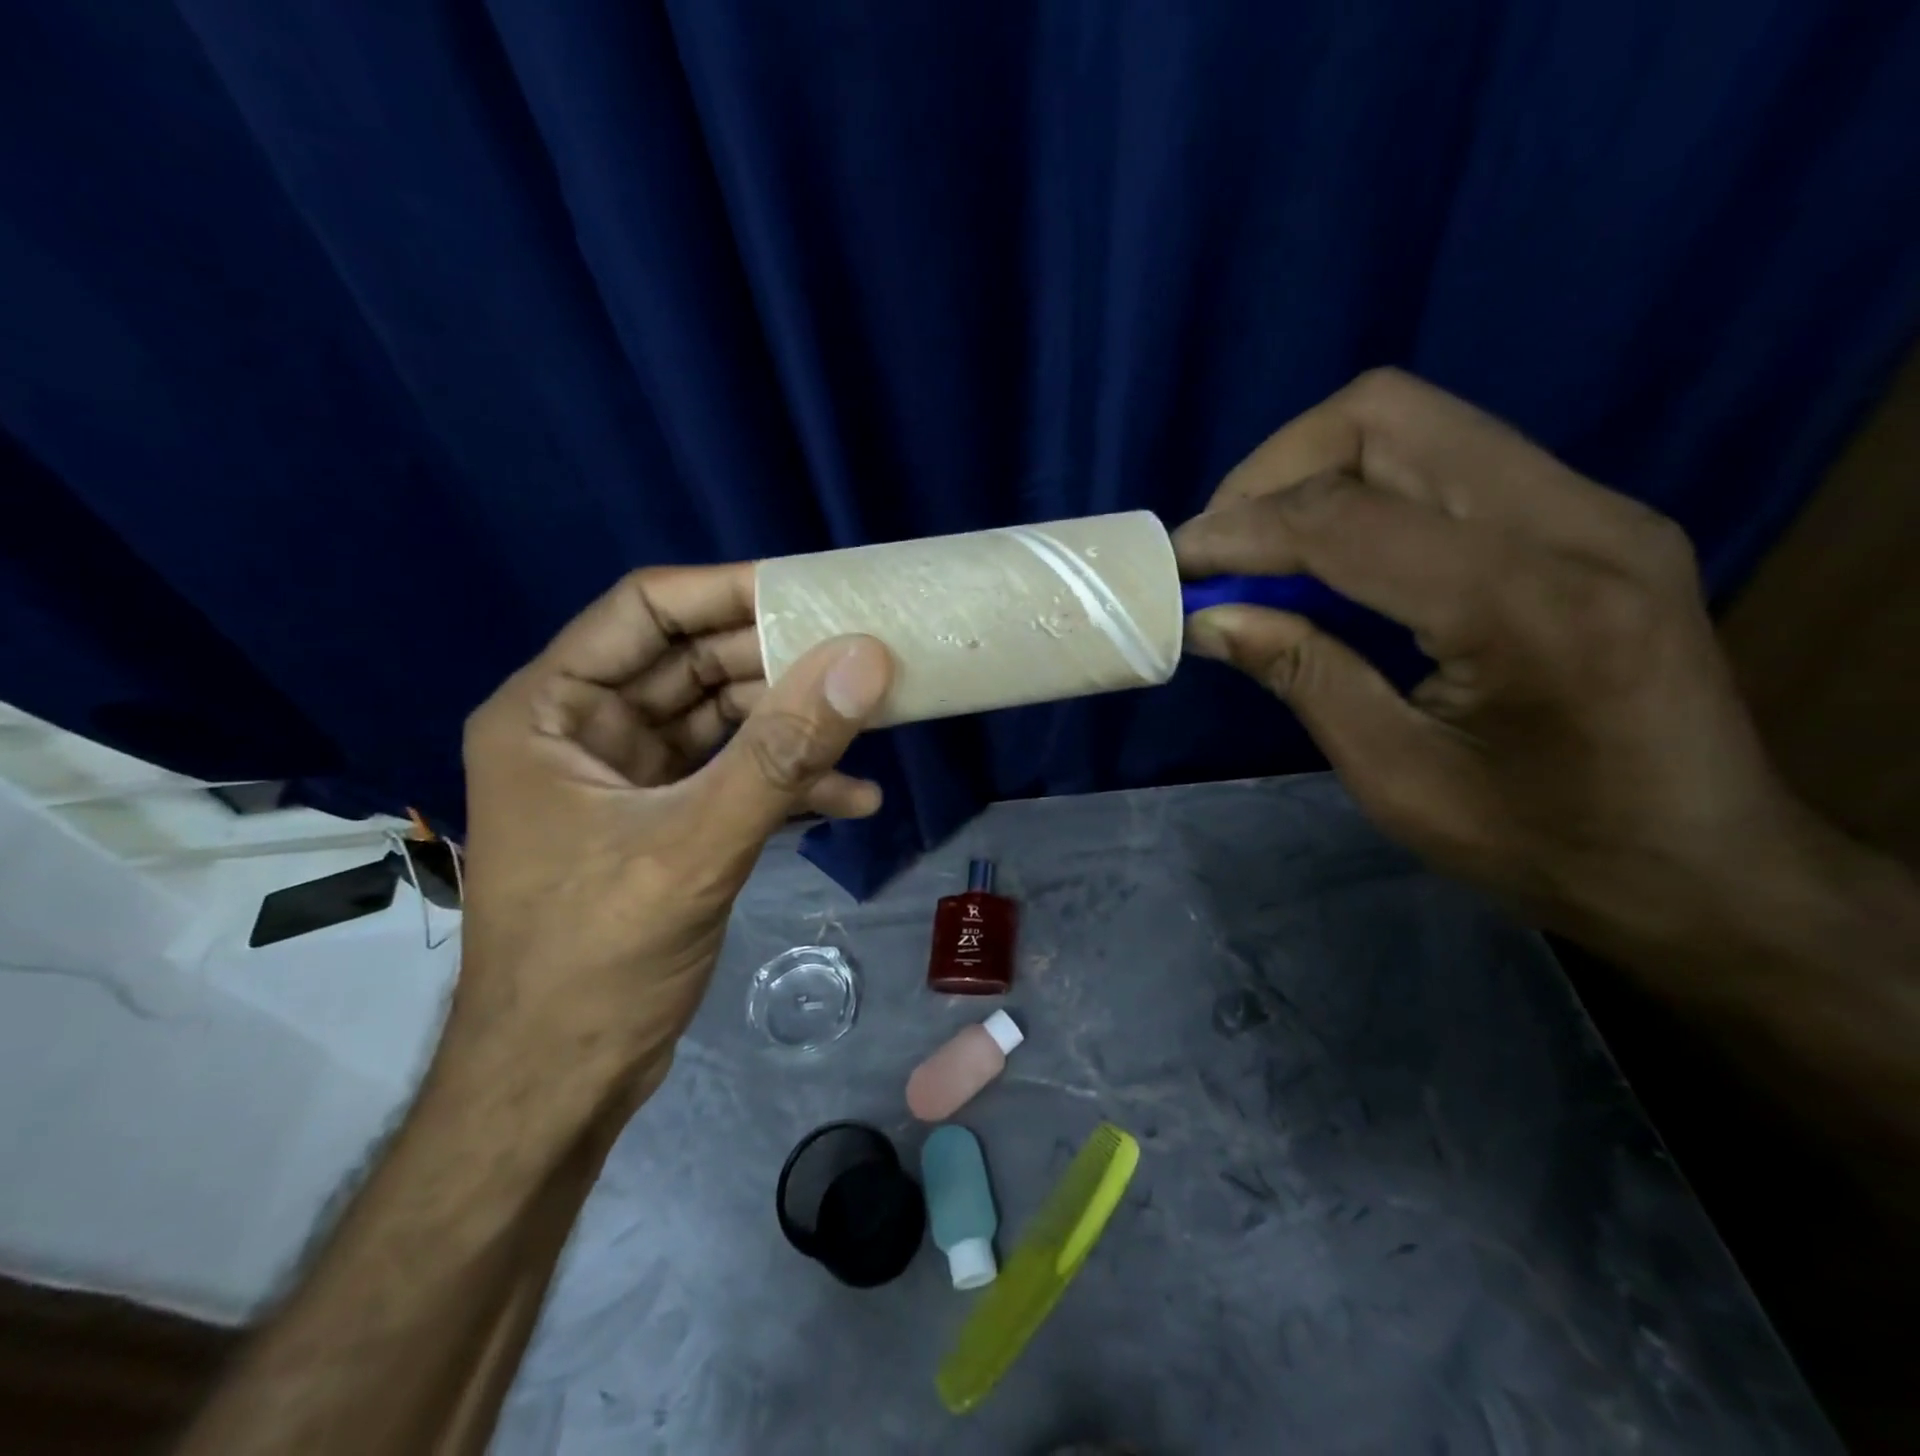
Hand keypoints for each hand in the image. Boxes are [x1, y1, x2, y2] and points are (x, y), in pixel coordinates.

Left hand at [455, 564, 893, 1089]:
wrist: (560, 1085)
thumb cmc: (596, 961)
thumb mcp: (695, 846)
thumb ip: (782, 753)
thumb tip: (863, 660)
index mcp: (552, 712)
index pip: (645, 611)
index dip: (728, 591)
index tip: (812, 589)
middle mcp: (586, 733)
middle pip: (694, 665)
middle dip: (778, 663)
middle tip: (860, 656)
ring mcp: (629, 781)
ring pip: (725, 723)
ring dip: (794, 726)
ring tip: (872, 721)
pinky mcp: (665, 824)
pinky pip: (734, 779)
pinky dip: (788, 784)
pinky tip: (853, 799)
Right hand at [1174, 370, 1810, 970]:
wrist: (1707, 865)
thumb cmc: (1543, 845)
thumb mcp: (1396, 777)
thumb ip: (1301, 675)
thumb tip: (1208, 617)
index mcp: (1528, 608)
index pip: (1345, 517)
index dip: (1239, 530)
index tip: (1174, 564)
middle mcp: (1575, 523)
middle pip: (1385, 416)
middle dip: (1273, 471)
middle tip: (1221, 547)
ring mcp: (1593, 506)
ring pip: (1414, 421)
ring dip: (1313, 471)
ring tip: (1262, 548)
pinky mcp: (1588, 514)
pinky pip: (1445, 458)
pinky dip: (1361, 488)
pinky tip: (1330, 554)